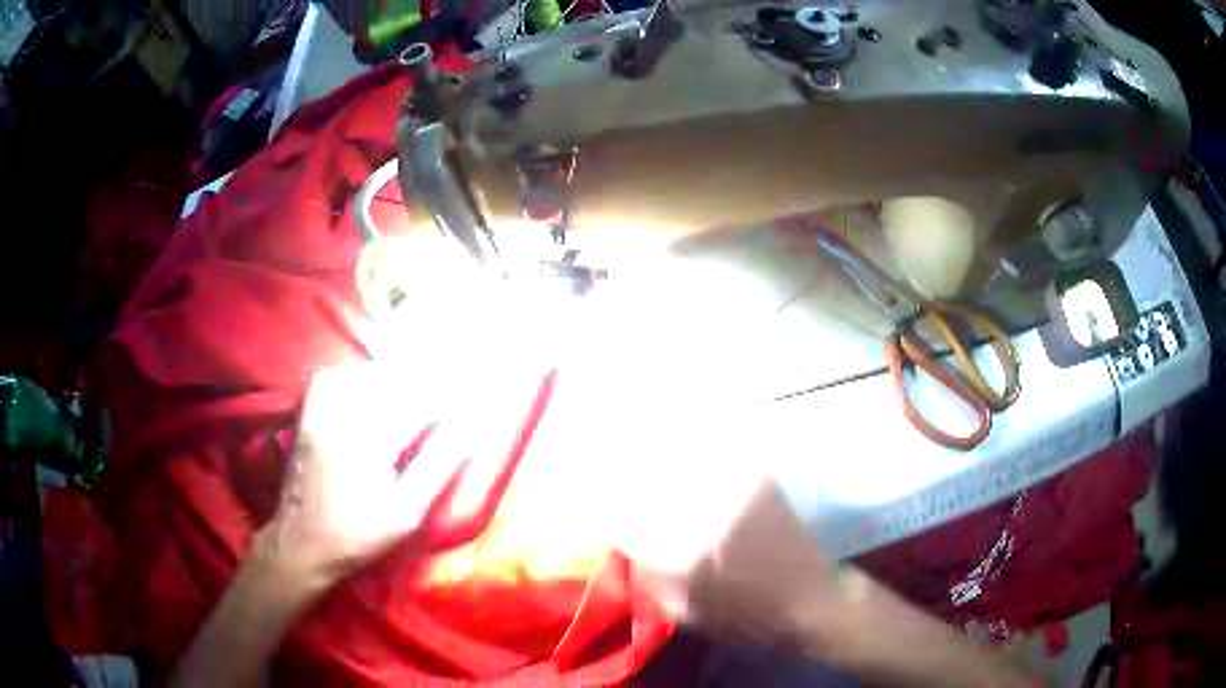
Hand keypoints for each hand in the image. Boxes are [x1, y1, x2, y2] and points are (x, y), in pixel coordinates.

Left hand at [258, 361, 473, 587]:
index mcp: (371, 437)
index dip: (450, 404)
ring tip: (413, 401)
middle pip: (395, 382)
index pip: (422, 403)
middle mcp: (344, 413)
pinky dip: (357, 379)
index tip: (469, 411)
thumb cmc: (358, 536)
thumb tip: (471, 431)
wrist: (301, 544)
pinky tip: (369, 395)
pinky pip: (334, 379)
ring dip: (393, 382)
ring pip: (365, 375)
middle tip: (445, 408)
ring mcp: (320, 410)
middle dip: (424, 390)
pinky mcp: (307, 414)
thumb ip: (438, 466)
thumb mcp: (406, 513)